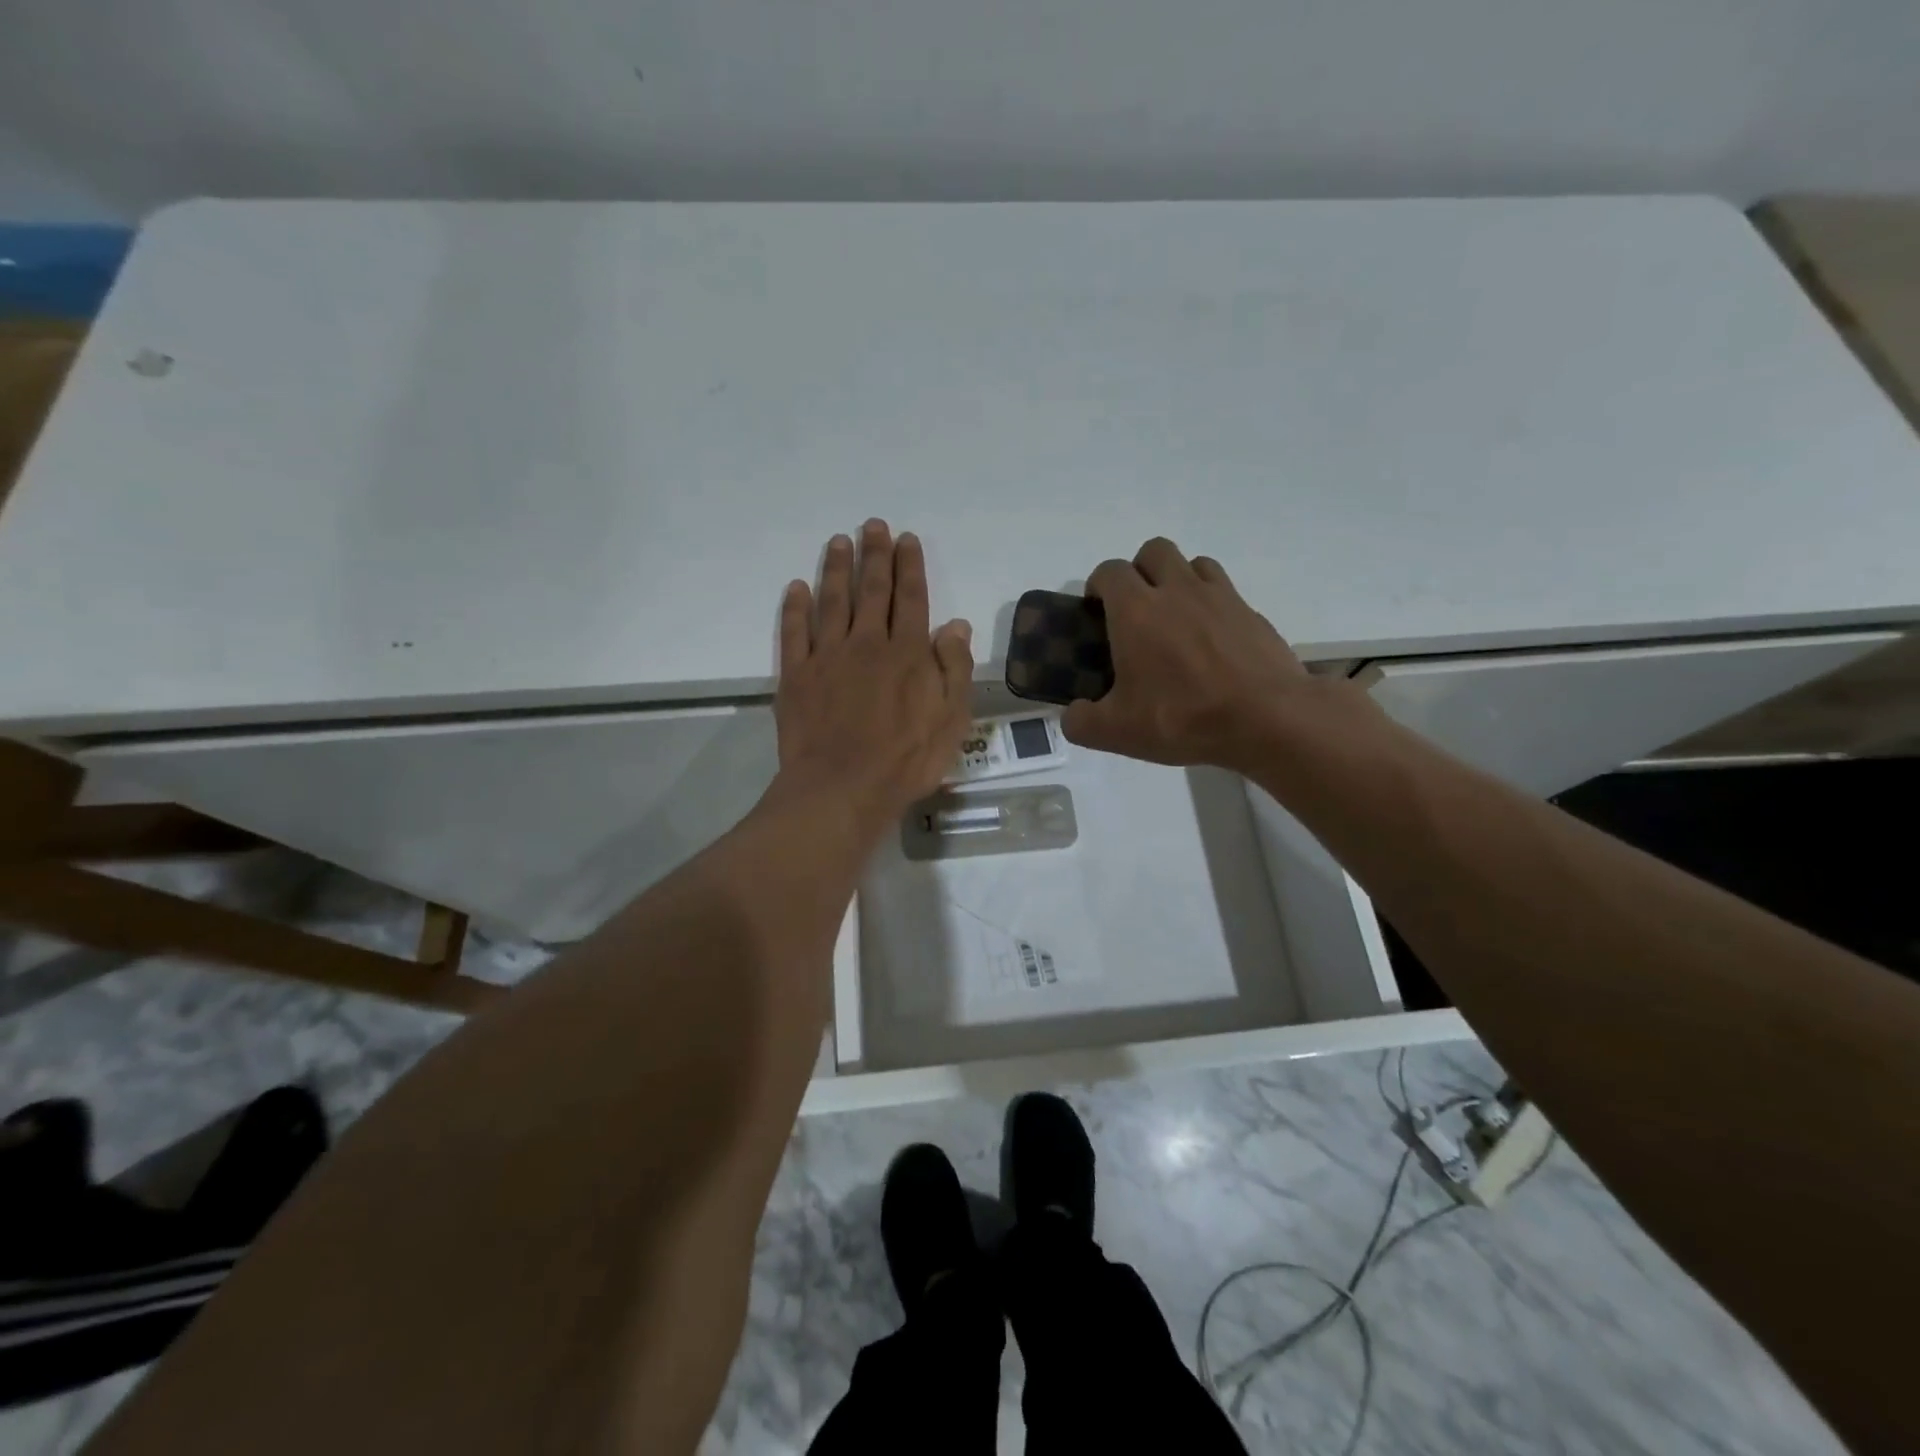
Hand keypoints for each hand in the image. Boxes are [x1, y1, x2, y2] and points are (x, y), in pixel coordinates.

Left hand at [773, 520, 974, 828]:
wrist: (842, 787)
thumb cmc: (905, 759)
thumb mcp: (951, 720)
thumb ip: (954, 669)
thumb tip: (957, 624)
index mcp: (908, 653)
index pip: (911, 598)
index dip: (909, 566)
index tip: (906, 539)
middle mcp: (867, 643)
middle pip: (872, 590)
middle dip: (874, 555)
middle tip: (872, 525)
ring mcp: (827, 657)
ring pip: (833, 601)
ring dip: (836, 569)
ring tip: (838, 541)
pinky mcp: (796, 675)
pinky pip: (794, 632)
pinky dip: (796, 608)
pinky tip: (798, 588)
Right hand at [1062, 538, 1378, 772]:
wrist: (1267, 719)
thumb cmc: (1183, 718)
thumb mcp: (1117, 733)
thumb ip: (1081, 722)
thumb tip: (1073, 715)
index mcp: (1136, 611)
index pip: (1110, 572)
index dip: (1098, 585)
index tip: (1096, 611)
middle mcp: (1177, 591)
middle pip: (1154, 551)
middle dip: (1139, 570)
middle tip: (1136, 610)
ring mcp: (1220, 598)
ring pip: (1194, 563)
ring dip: (1178, 580)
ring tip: (1175, 619)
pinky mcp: (1252, 614)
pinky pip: (1225, 592)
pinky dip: (1212, 605)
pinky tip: (1211, 641)